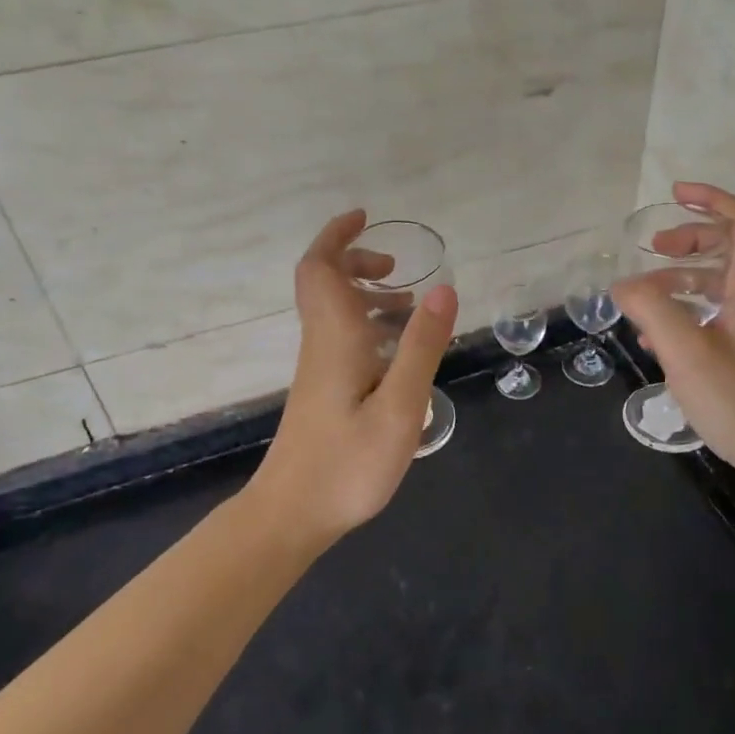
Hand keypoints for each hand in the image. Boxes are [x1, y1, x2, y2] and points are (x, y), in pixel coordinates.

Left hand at [248, 209, 458, 545]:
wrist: (291, 515)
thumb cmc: (347, 464)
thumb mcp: (399, 406)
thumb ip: (421, 347)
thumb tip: (443, 288)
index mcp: (336, 337)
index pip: (320, 268)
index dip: (337, 236)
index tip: (365, 218)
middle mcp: (322, 343)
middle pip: (322, 282)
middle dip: (354, 261)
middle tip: (394, 267)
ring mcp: (318, 367)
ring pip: (333, 310)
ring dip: (364, 293)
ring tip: (407, 304)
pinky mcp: (322, 389)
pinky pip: (341, 335)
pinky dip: (367, 323)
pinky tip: (395, 351)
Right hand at [612, 183, 734, 480]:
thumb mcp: (686, 352)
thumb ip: (651, 309)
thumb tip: (624, 284)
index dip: (712, 199)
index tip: (675, 193)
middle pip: (731, 247)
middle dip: (690, 239)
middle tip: (653, 249)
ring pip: (721, 283)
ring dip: (683, 279)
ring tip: (644, 299)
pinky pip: (720, 313)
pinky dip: (689, 310)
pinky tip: (659, 337)